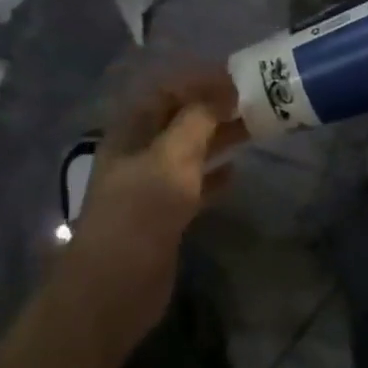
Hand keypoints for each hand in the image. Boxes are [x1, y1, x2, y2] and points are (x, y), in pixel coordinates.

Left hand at [54, 70, 245, 355]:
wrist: (112, 289)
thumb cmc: (140, 212)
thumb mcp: (172, 157)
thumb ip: (198, 120)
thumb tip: (223, 92)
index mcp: (133, 130)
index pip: (168, 90)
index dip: (201, 80)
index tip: (238, 77)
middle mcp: (141, 151)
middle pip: (181, 118)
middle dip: (215, 106)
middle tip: (255, 100)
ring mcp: (152, 184)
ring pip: (191, 149)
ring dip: (220, 136)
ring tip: (255, 128)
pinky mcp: (165, 214)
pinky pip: (194, 183)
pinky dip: (215, 174)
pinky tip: (237, 171)